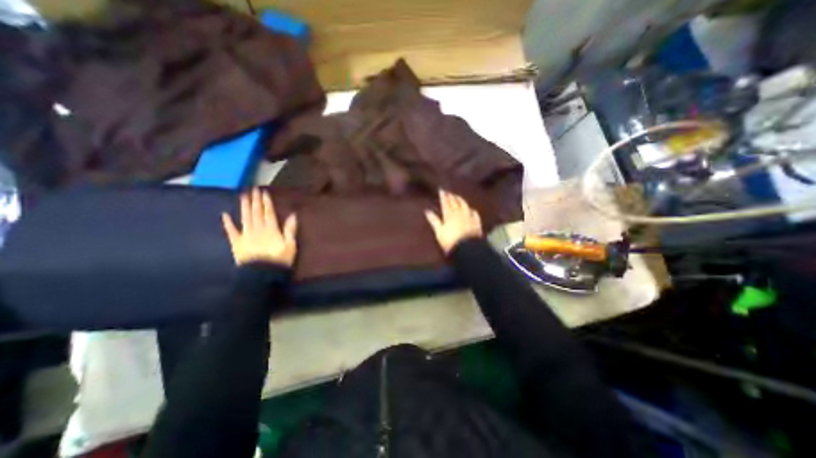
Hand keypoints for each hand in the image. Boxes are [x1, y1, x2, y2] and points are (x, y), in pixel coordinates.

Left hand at [221, 188, 297, 266]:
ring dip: (244, 207)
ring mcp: (246, 235)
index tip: (264, 192)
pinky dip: (228, 223)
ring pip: (245, 218)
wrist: (261, 274)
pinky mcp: (237, 243)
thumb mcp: (290, 245)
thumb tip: (293, 215)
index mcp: (271, 229)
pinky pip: (231, 231)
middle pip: (256, 213)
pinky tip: (225, 215)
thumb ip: (290, 230)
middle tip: (253, 189)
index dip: (267, 202)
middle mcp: (258, 229)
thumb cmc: (279, 260)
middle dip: (255, 201)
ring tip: (243, 196)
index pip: (269, 213)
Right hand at [425, 191, 478, 253]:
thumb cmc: (450, 241)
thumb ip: (434, 221)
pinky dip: (471, 210)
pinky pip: (474, 213)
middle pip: (455, 202)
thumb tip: (427, 211)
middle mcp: (459, 213)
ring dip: (461, 200)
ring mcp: (469, 217)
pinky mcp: (476, 223)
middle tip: (449, 192)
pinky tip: (471, 209)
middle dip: (451, 196)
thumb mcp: (439, 232)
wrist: (467, 248)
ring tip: (458, 197)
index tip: (441, 190)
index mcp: (449, 215)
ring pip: (465, 205)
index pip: (445, 202)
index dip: (443, 196)